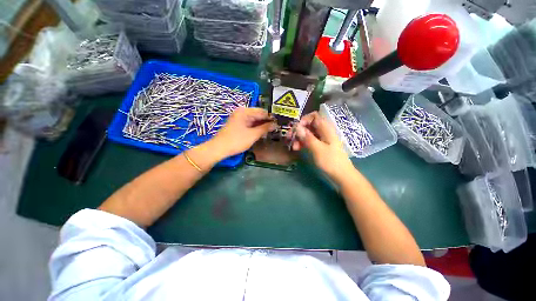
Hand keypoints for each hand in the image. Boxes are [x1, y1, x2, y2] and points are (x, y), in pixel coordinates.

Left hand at [211, 107, 276, 157]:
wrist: (219, 148)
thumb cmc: (236, 141)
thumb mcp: (253, 135)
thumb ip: (265, 128)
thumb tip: (276, 124)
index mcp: (245, 111)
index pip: (262, 111)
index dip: (271, 118)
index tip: (279, 123)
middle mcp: (242, 112)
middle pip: (258, 115)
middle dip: (267, 122)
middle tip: (276, 128)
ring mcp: (239, 118)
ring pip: (254, 120)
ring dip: (262, 125)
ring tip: (270, 131)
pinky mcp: (238, 124)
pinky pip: (249, 124)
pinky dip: (256, 127)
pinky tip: (261, 132)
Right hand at [290, 111, 354, 182]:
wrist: (341, 176)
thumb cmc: (331, 161)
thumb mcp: (318, 149)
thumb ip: (307, 137)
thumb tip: (297, 127)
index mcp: (326, 129)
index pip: (314, 116)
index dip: (304, 120)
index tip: (296, 128)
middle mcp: (322, 132)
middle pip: (308, 125)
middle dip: (298, 130)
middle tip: (289, 137)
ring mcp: (320, 139)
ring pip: (307, 134)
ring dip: (298, 138)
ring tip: (293, 147)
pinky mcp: (318, 147)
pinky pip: (308, 141)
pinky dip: (301, 143)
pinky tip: (296, 149)